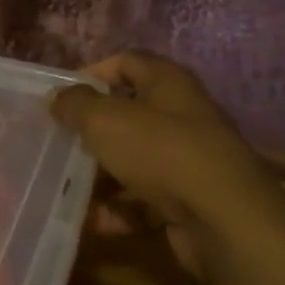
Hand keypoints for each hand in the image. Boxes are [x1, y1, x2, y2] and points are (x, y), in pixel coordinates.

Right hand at [50, 51, 284, 278]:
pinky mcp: (190, 200)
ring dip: (100, 174)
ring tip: (67, 185)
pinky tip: (94, 220)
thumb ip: (75, 104)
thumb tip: (58, 97)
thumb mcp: (104, 119)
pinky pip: (145, 199)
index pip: (126, 62)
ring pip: (134, 159)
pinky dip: (119, 209)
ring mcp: (189, 160)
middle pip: (128, 114)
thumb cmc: (161, 153)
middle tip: (60, 141)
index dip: (92, 73)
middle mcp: (183, 116)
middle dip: (92, 130)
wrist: (226, 222)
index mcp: (168, 84)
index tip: (61, 97)